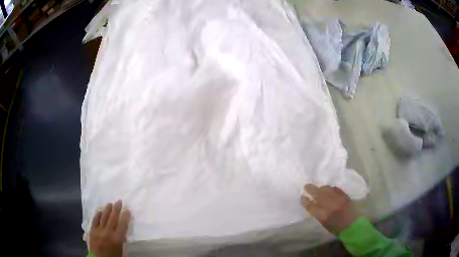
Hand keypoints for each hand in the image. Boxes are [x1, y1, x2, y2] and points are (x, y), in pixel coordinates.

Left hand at [89, 200, 130, 256]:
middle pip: (113, 218)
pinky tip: (100, 211)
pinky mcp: (92, 230)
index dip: (125, 216)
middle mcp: (108, 232)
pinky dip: (98, 215)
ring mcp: (99, 230)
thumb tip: (122, 231)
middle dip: (116, 209)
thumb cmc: (113, 256)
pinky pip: (95, 220)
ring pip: (103, 217)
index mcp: (117, 238)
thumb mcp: (120, 249)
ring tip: (110, 203)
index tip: (127, 210)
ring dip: (107, 209)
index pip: (122, 225)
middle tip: (119, 201)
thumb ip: (121, 239)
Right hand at [301, 184, 358, 233]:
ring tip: (319, 189)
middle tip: (306, 186)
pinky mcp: (344, 195)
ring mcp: (338, 199)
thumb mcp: (324, 223)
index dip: (305, 201)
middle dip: (310, 189)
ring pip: (327, 189)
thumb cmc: (336, 227)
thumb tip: (312, 203)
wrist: (353, 224)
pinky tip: (329, 190)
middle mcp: (330, 205)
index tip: (302, 197)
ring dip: (321, 188)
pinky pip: (335, 188)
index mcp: (323, 215)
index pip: (311, 206)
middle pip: (318, 194)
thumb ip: (318, 213)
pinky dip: (330, 189)